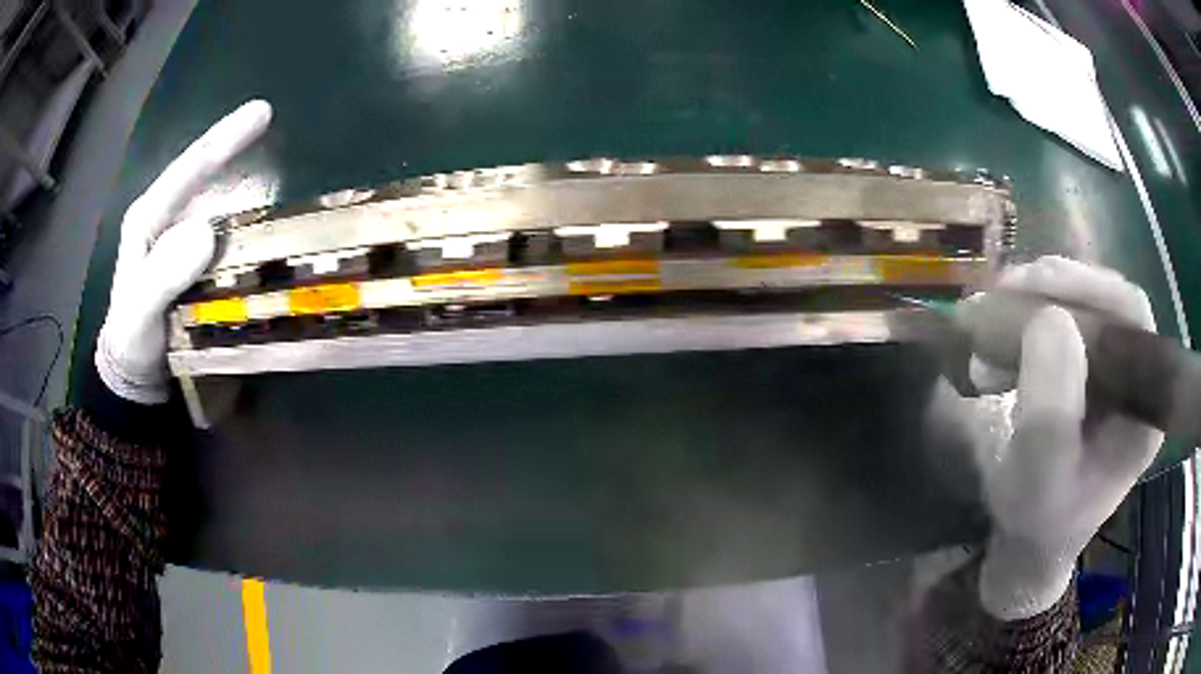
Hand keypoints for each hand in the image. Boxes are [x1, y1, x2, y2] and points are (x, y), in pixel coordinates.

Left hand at [96, 100, 271, 404]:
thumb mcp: (140, 312)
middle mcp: (167, 219)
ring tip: (280, 172)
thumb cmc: (133, 340)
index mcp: (148, 219)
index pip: (186, 170)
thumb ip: (163, 275)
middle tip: (268, 122)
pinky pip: (223, 232)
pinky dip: (246, 225)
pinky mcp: (195, 258)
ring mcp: (181, 238)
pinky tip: (266, 226)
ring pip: (216, 201)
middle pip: (202, 174)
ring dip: (247, 185)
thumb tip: (206, 230)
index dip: (222, 140)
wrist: (135, 370)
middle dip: (234, 148)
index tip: (261, 112)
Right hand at [961, 256, 1162, 619]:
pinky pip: (1066, 325)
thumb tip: (1049, 317)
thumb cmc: (1038, 521)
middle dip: (1056, 288)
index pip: (1131, 315)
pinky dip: (1031, 317)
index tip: (1035, 285)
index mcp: (1144, 405)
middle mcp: (1136, 378)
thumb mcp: (1039, 480)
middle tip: (1004, 291)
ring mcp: (1113, 373)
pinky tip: (1004, 331)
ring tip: (996, 312)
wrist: (1030, 542)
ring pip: (1084, 307)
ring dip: (1037, 300)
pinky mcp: (1090, 373)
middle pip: (1106, 302)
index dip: (1089, 287)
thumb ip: (1050, 412)